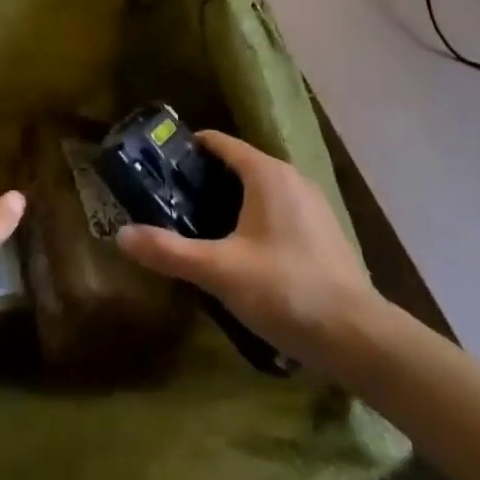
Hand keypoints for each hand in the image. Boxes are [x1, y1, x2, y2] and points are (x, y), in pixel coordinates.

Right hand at [116, 132, 374, 367]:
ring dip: (232, 199)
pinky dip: (255, 216)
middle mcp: (292, 178)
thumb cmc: (285, 290)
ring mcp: (313, 204)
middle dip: (206, 178)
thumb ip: (170, 251)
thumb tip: (121, 235)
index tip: (161, 164)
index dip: (189, 149)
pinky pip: (280, 209)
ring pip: (262, 188)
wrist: (358, 337)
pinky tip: (242, 249)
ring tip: (200, 224)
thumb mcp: (220, 271)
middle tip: (172, 199)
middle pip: (240, 164)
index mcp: (267, 174)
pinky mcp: (324, 231)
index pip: (221, 143)